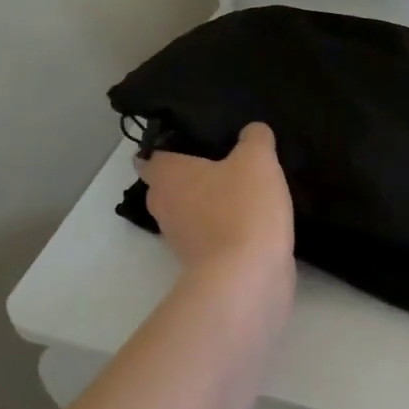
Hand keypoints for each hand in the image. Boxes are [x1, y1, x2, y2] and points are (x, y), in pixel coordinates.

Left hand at [140, 123, 293, 281]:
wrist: (248, 277)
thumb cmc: (243, 208)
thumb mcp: (257, 159)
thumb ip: (255, 138)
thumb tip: (253, 131)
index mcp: (167, 176)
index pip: (151, 156)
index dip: (167, 145)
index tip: (191, 138)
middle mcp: (165, 206)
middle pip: (169, 185)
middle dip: (190, 174)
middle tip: (222, 158)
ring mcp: (181, 240)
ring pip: (190, 211)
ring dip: (208, 202)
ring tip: (241, 187)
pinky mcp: (202, 264)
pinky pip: (209, 235)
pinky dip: (224, 227)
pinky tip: (252, 217)